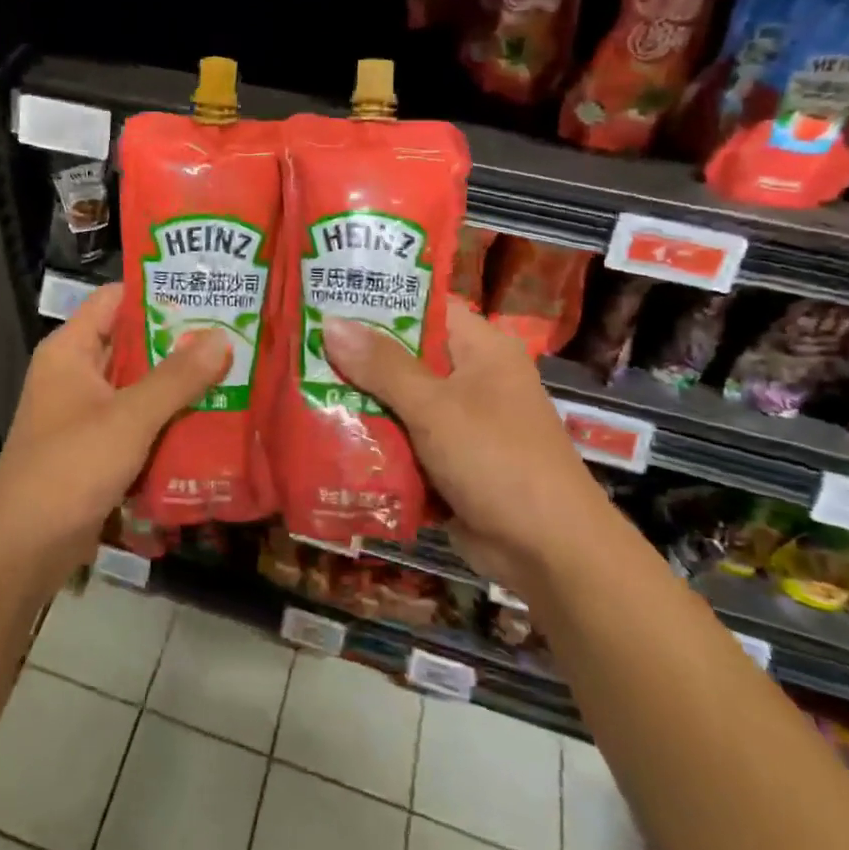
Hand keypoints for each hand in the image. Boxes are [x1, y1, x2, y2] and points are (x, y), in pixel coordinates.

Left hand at [0, 283, 231, 580]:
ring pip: (139, 383)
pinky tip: (212, 417)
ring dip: (179, 382)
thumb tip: (222, 336)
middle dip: (180, 341)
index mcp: (71, 349)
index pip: (116, 299)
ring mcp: (85, 411)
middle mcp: (76, 372)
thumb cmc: (70, 468)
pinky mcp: (97, 446)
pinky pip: (138, 419)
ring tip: (234, 369)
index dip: (158, 291)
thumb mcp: (129, 418)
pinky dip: (168, 417)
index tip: (207, 290)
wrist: (24, 548)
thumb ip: (177, 377)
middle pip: (133, 342)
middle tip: (234, 332)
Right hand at [320, 302, 605, 567]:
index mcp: (480, 348)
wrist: (549, 554)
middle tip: (299, 343)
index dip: (376, 298)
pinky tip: (325, 430)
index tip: (325, 295)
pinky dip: (373, 436)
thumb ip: (382, 366)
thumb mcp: (435, 408)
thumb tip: (330, 322)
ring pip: (398, 398)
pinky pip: (403, 436)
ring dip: (359, 398)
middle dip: (356, 354)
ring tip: (299, 383)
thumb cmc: (498, 462)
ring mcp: (460, 420)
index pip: (423, 304)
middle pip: (404, 353)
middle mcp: (471, 376)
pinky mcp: (449, 459)